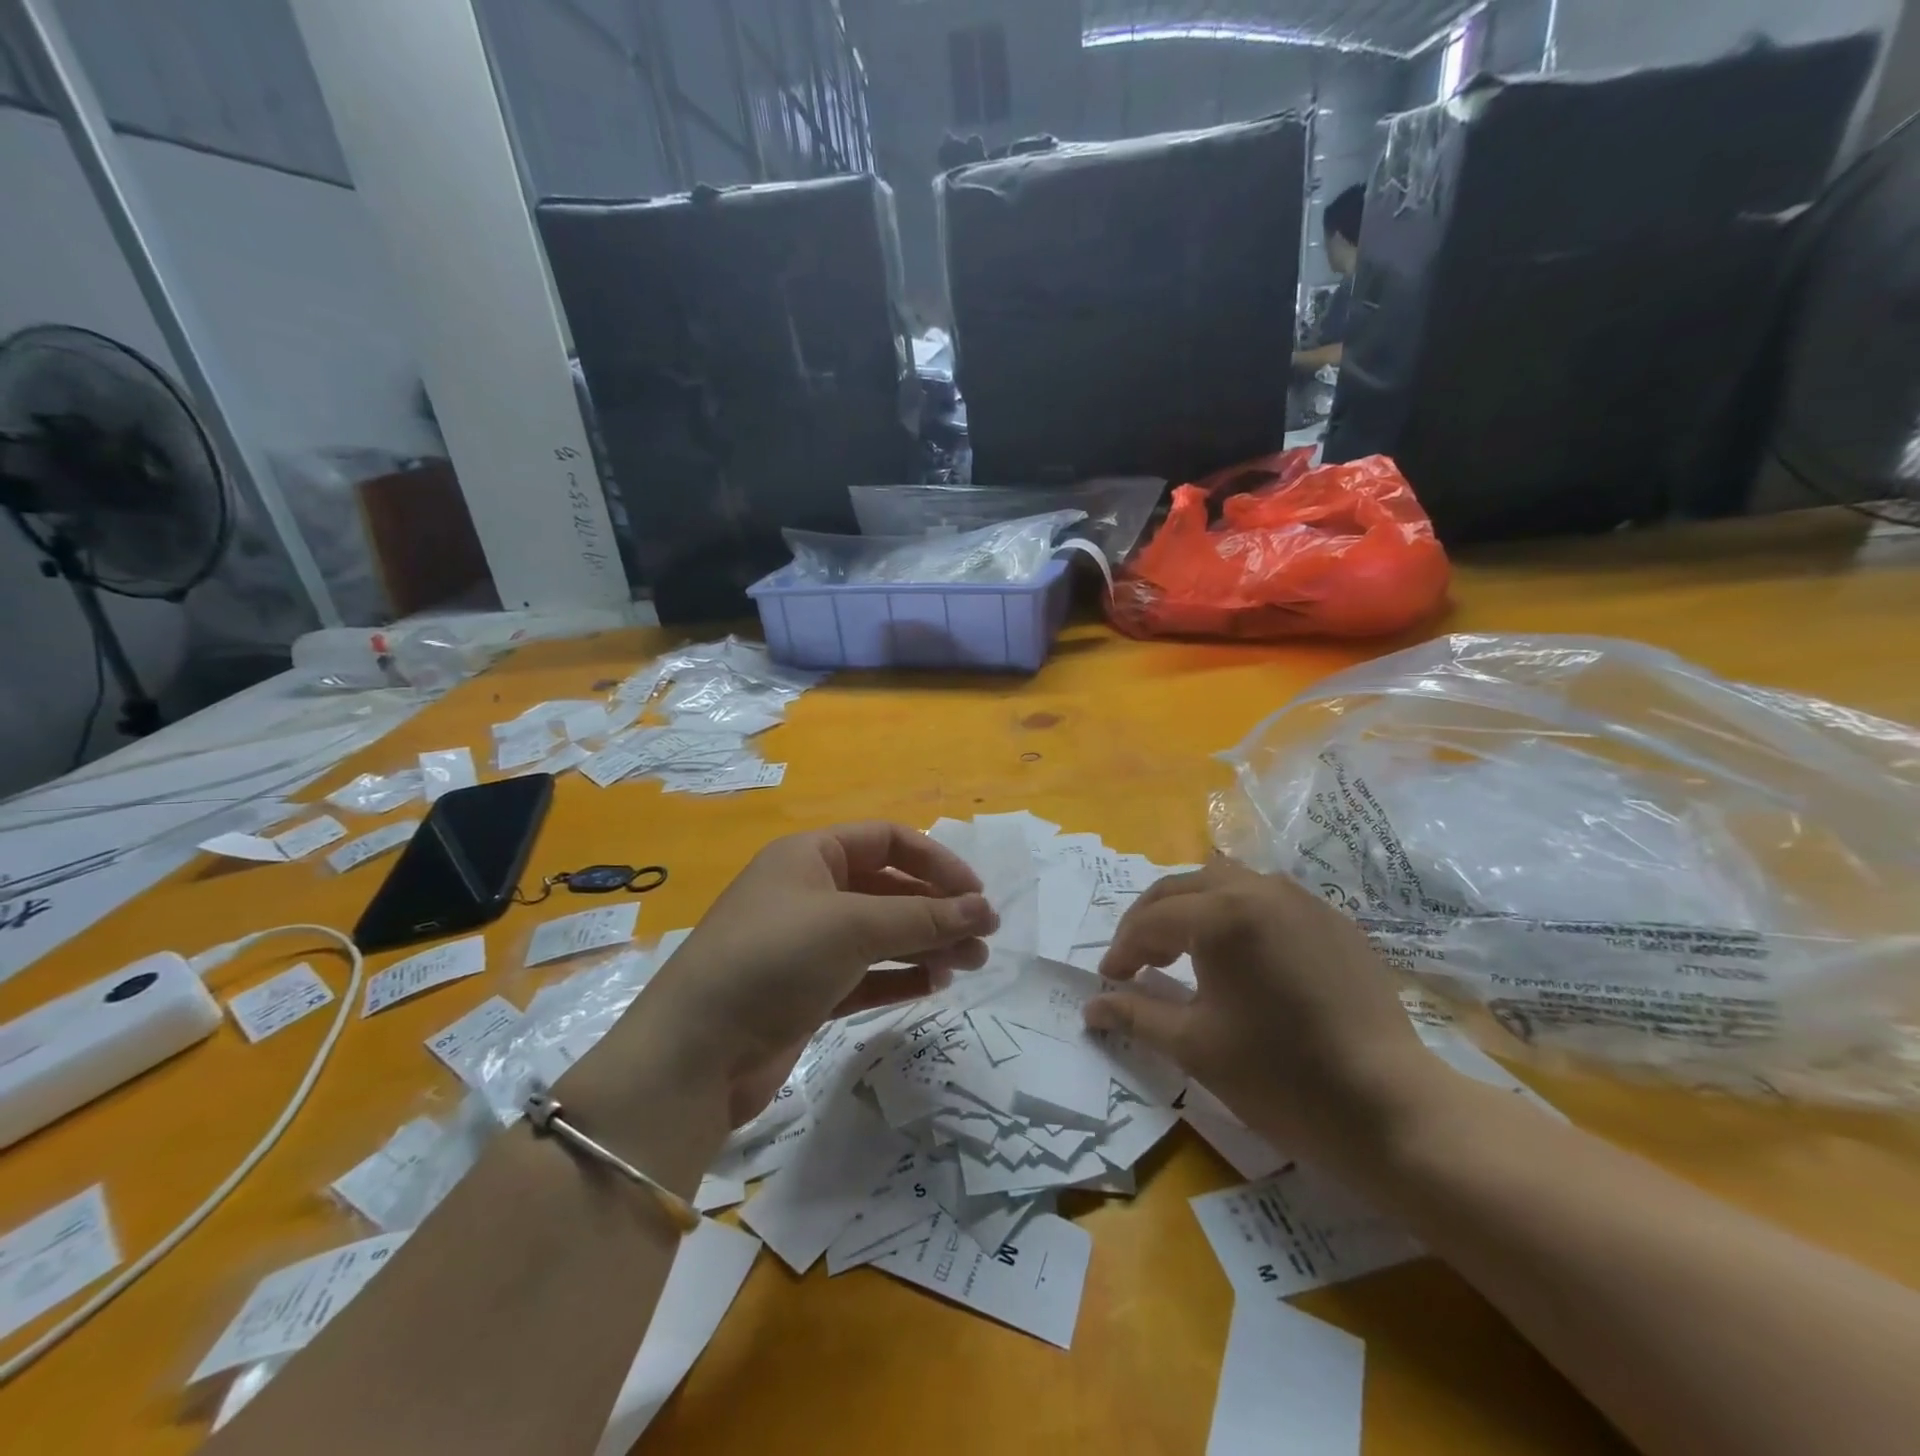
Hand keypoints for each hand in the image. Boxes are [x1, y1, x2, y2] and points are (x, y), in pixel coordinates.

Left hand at [625, 822, 996, 1128]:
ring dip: (925, 945)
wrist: (694, 1053)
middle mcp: (809, 891)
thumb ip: (923, 917)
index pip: (888, 840)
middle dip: (937, 911)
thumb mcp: (853, 926)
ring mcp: (807, 944)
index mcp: (811, 855)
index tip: (975, 895)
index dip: (936, 862)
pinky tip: (933, 986)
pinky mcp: (807, 990)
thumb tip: (984, 909)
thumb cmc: (774, 959)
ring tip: (969, 967)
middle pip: (889, 889)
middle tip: (983, 941)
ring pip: (880, 934)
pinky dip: (898, 976)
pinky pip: (865, 973)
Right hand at [1083, 859, 1441, 1172]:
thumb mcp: (1195, 1047)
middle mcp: (1260, 890)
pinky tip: (1241, 958)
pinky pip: (1267, 898)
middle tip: (1138, 963)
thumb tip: (1091, 1007)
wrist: (1393, 1110)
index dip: (1123, 951)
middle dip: (1151, 921)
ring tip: (1184, 952)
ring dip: (1193, 909)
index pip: (1152, 921)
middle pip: (1183, 887)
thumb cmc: (1281, 1078)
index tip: (1110, 981)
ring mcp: (1302, 900)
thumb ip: (1136, 1014)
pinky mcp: (1333, 919)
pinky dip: (1236, 915)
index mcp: (1222, 916)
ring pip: (1225, 882)